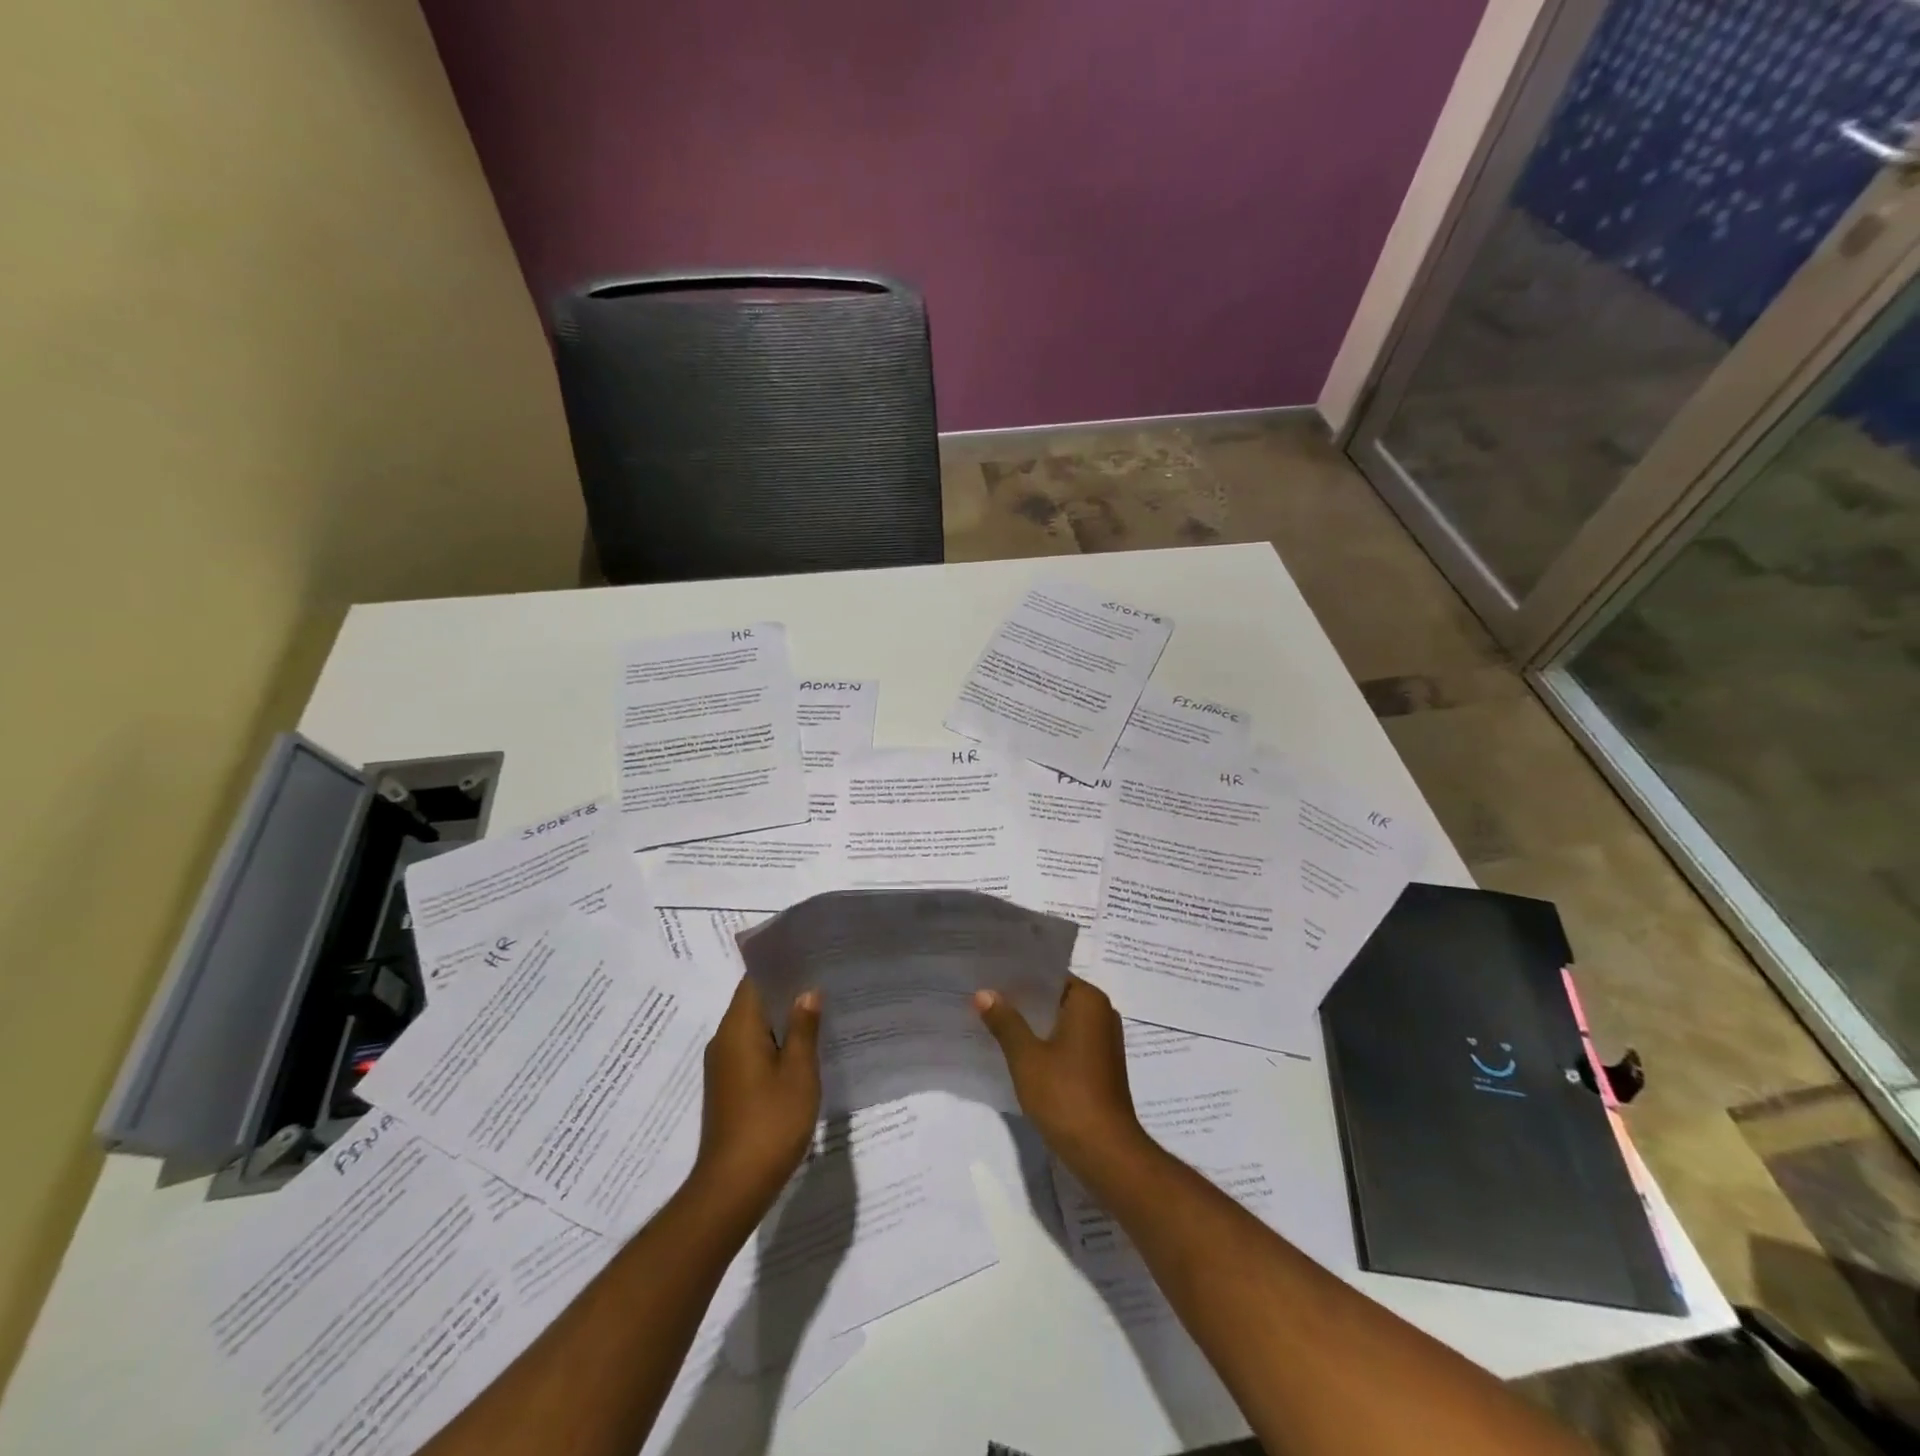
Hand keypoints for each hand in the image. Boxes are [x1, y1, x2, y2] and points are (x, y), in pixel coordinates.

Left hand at [693, 977, 822, 1213]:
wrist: (732, 1188)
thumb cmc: (769, 1124)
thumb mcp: (799, 1073)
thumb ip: (804, 1029)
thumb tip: (807, 992)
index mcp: (738, 1028)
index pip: (754, 980)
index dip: (780, 966)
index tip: (810, 956)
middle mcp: (724, 1040)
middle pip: (754, 1002)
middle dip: (786, 991)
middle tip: (825, 980)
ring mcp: (724, 1066)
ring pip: (754, 1028)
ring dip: (783, 1019)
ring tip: (821, 1011)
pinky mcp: (729, 1087)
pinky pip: (752, 1050)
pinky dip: (776, 1043)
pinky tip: (804, 1051)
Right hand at [974, 976, 1147, 1174]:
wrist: (1105, 1152)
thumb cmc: (1066, 1095)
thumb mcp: (1026, 1057)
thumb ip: (1005, 1022)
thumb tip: (983, 992)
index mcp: (1089, 1001)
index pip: (1050, 976)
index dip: (1019, 977)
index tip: (989, 976)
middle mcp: (1102, 1014)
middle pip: (1055, 998)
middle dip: (1023, 1001)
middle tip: (984, 997)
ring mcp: (1104, 1042)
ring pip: (1060, 1022)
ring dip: (1033, 1025)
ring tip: (994, 1021)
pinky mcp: (1101, 1067)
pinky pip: (1068, 1043)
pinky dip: (1046, 1044)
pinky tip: (1018, 1052)